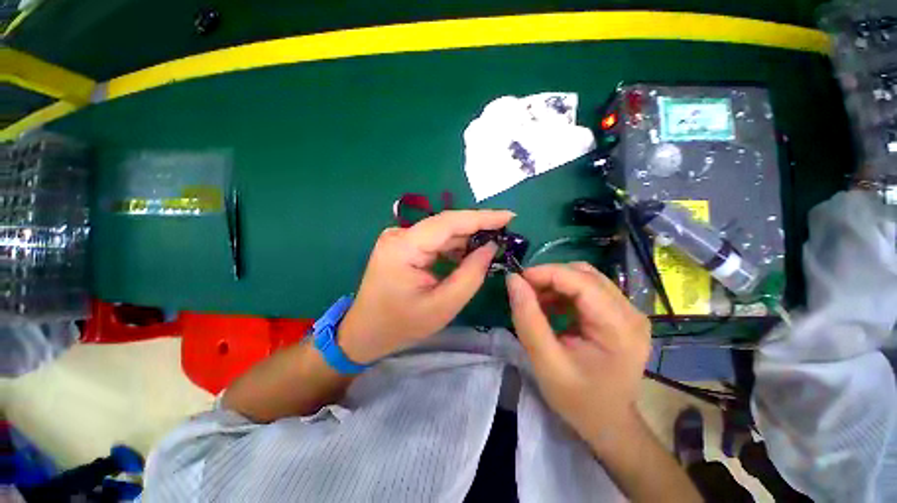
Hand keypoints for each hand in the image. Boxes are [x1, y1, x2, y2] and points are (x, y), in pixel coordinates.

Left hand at [338, 210, 514, 362]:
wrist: (364, 332)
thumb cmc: (402, 325)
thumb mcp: (443, 305)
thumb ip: (470, 274)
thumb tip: (490, 247)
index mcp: (404, 247)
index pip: (449, 222)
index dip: (482, 217)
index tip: (510, 216)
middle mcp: (399, 234)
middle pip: (446, 224)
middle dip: (477, 229)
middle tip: (505, 235)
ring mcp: (399, 238)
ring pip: (441, 232)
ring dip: (466, 239)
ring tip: (491, 248)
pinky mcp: (402, 245)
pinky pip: (434, 240)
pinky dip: (453, 247)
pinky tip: (468, 255)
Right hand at [506, 262, 651, 453]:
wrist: (608, 423)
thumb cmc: (578, 399)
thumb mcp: (545, 362)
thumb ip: (527, 319)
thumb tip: (513, 280)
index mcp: (619, 327)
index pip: (581, 281)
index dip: (545, 273)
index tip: (517, 280)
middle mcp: (631, 312)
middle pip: (584, 275)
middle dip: (549, 277)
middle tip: (524, 292)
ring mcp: (629, 312)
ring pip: (585, 278)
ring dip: (556, 283)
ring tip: (536, 301)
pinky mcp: (620, 314)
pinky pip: (588, 289)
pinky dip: (563, 292)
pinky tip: (551, 307)